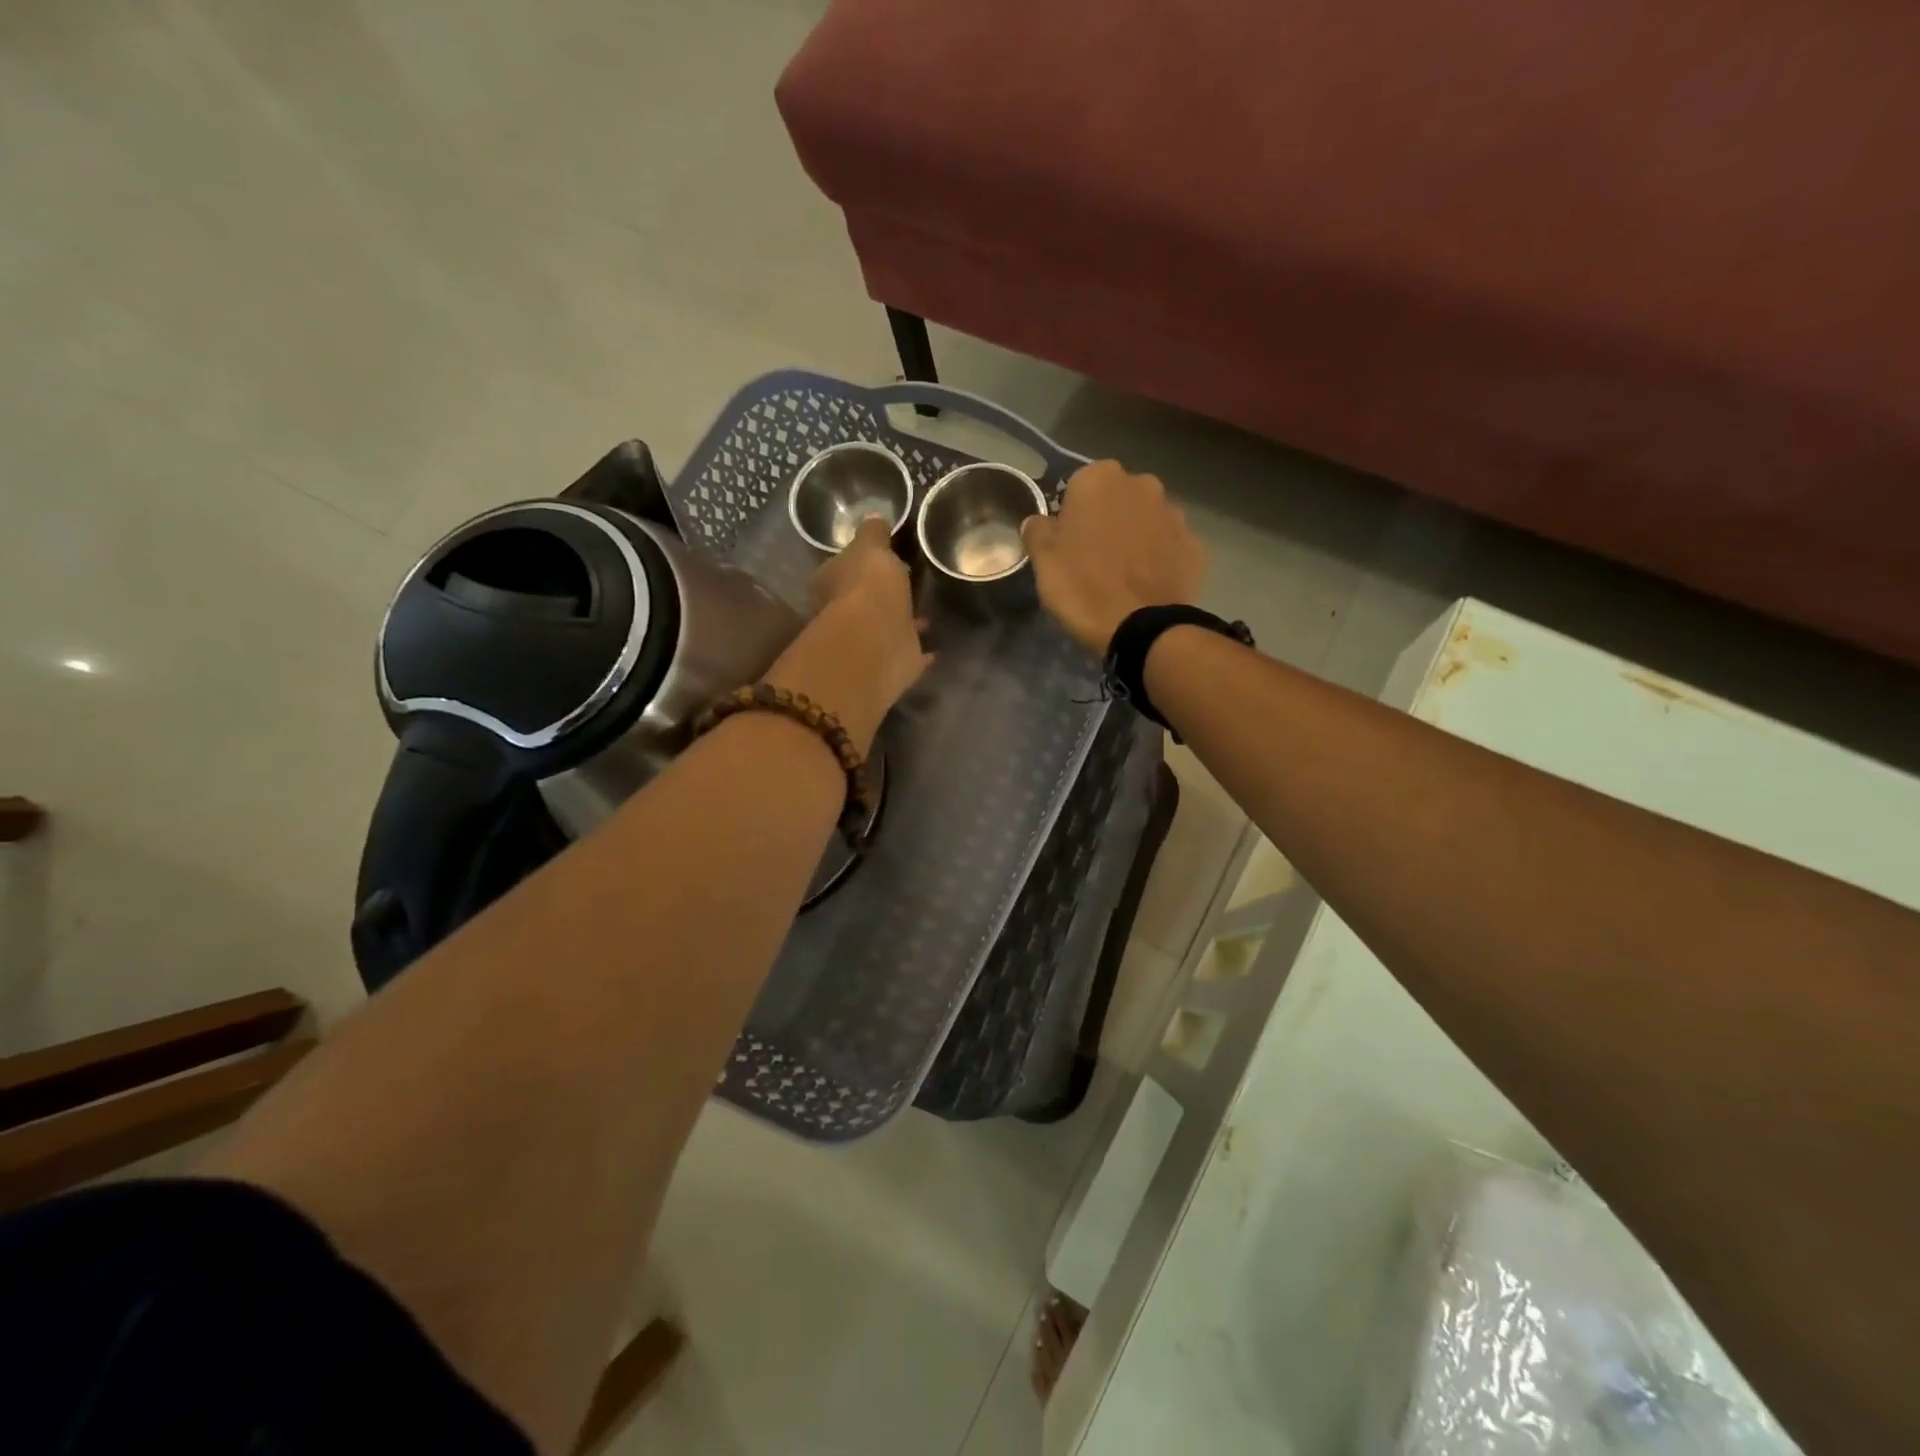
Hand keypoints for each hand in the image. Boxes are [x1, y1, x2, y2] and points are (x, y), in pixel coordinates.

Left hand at [767, 516, 930, 752]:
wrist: (875, 644)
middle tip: (909, 584)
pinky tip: (936, 647)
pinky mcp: (891, 668)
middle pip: (865, 601)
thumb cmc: (867, 587)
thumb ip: (874, 534)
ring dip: (904, 622)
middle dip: (885, 595)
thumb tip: (875, 518)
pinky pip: (909, 655)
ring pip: (889, 628)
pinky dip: (920, 652)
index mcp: (831, 583)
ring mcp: (869, 644)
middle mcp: (844, 616)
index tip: (885, 557)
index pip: (843, 568)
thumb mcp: (871, 547)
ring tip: (928, 613)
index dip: (862, 562)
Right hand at [1021, 460, 1204, 654]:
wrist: (1142, 628)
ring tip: (1122, 575)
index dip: (1070, 514)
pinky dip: (1157, 557)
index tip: (1066, 542)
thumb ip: (1038, 531)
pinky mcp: (1194, 544)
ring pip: (1144, 519)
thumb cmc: (1083, 588)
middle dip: (1106, 519)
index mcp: (1099, 479)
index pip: (1077, 487)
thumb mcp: (1043, 562)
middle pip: (1115, 498)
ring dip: (1134, 536)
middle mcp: (1141, 484)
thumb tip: (1039, 522)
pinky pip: (1167, 544)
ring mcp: (1174, 513)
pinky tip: (1145, 584)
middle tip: (1092, 558)